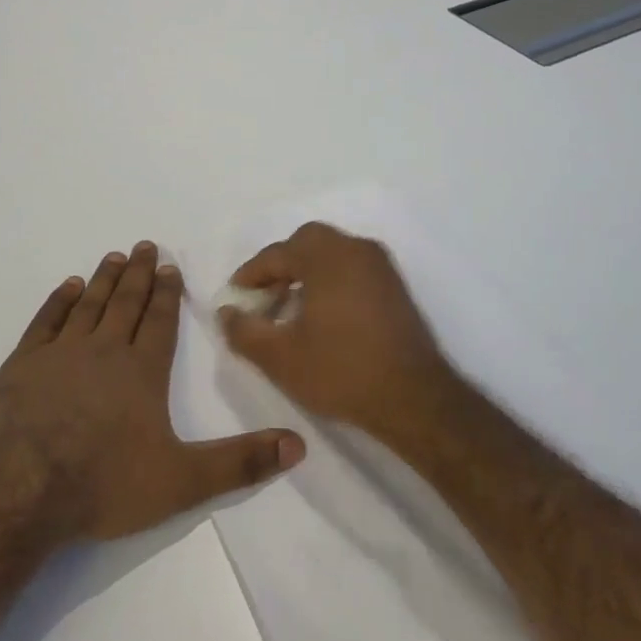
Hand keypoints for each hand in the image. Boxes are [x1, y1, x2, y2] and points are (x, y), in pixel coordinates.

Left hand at [0, 241, 305, 540]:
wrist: (23, 491)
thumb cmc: (106, 483)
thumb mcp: (183, 481)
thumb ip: (240, 463)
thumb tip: (297, 444)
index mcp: (143, 371)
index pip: (160, 321)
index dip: (167, 293)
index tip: (169, 266)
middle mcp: (105, 350)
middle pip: (126, 302)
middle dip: (139, 274)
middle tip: (145, 245)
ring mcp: (61, 353)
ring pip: (89, 304)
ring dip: (104, 279)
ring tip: (115, 256)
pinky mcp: (24, 363)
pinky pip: (46, 321)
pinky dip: (58, 301)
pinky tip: (68, 286)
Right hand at [218, 222, 454, 437]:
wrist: (414, 398)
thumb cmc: (341, 371)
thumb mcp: (280, 358)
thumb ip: (244, 331)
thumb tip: (226, 312)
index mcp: (327, 257)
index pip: (277, 253)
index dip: (251, 274)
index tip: (235, 297)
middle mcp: (356, 249)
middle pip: (308, 242)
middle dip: (281, 265)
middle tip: (264, 296)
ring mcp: (380, 266)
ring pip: (332, 253)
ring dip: (306, 271)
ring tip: (289, 308)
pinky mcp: (395, 286)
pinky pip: (352, 268)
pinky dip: (331, 280)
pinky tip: (322, 314)